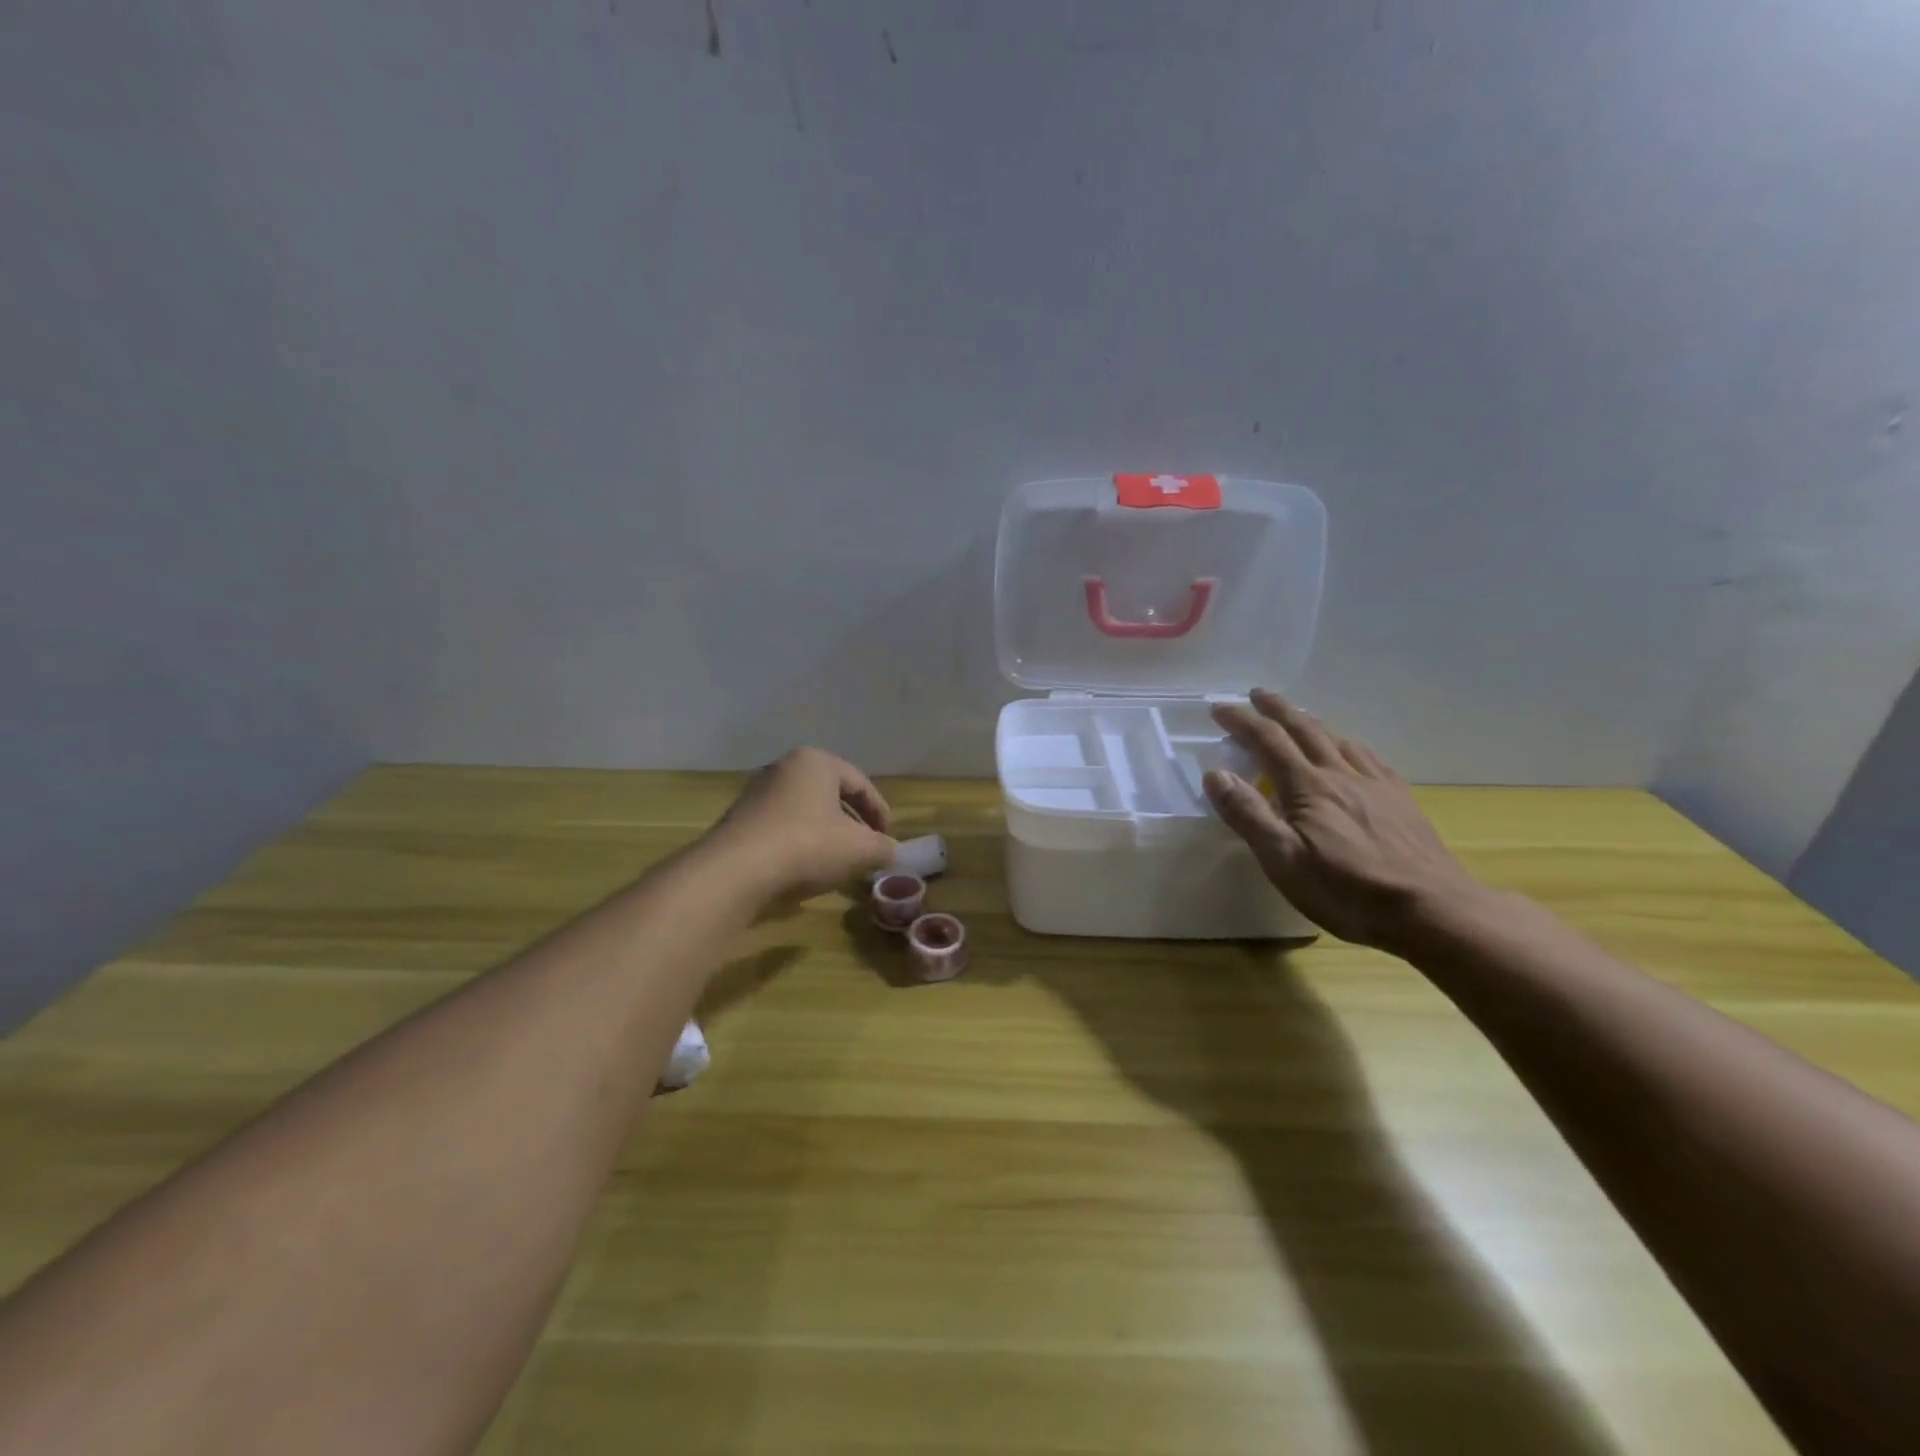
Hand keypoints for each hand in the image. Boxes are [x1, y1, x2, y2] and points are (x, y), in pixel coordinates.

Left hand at [707, 748, 896, 901]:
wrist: (735, 871)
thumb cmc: (807, 845)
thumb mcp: (859, 849)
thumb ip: (883, 847)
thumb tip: (892, 852)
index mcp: (816, 762)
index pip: (860, 783)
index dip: (879, 811)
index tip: (888, 836)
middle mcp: (784, 768)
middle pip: (830, 795)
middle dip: (852, 822)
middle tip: (866, 847)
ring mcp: (757, 793)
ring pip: (805, 811)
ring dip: (825, 834)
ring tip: (838, 862)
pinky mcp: (739, 820)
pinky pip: (781, 827)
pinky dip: (799, 843)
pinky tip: (805, 869)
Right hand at [1204, 689, 1487, 952]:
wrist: (1432, 909)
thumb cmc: (1346, 890)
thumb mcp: (1283, 859)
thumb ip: (1248, 814)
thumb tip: (1216, 774)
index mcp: (1307, 786)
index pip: (1268, 740)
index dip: (1242, 721)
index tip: (1220, 708)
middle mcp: (1340, 774)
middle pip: (1305, 729)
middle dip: (1277, 709)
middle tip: (1256, 694)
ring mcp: (1375, 785)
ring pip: (1338, 739)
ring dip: (1311, 722)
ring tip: (1297, 717)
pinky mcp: (1400, 800)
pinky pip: (1369, 757)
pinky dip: (1348, 743)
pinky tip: (1351, 750)